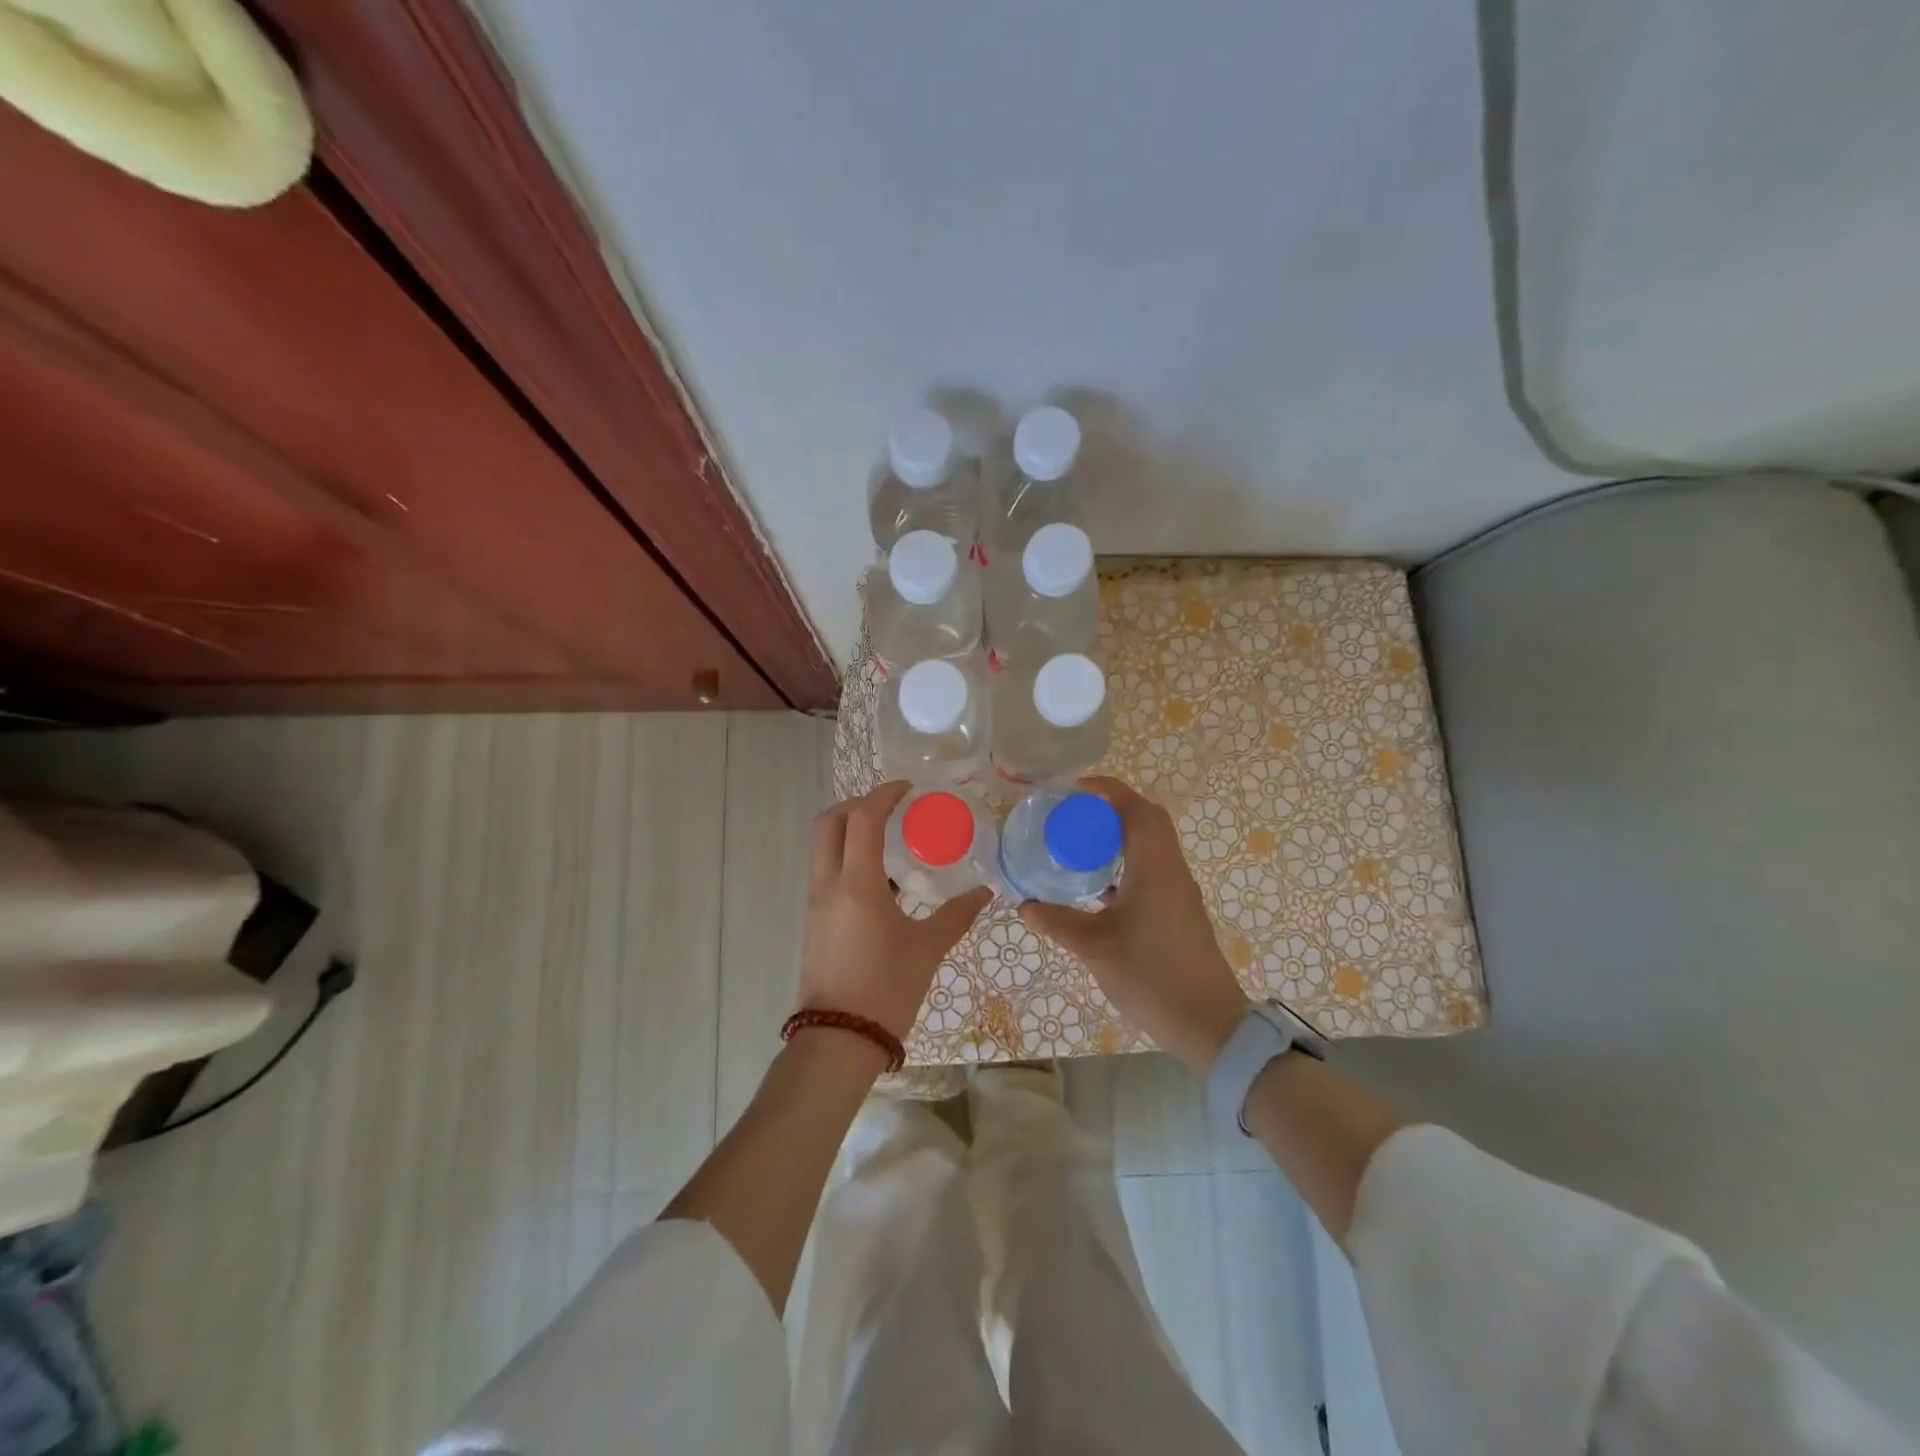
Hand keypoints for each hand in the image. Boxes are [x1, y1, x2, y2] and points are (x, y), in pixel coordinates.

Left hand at [798, 782, 993, 1041]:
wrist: (840, 1040)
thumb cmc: (886, 989)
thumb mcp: (928, 948)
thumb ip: (957, 915)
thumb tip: (985, 893)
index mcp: (856, 884)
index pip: (862, 818)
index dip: (884, 795)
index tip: (909, 790)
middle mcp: (828, 885)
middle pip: (829, 823)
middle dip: (858, 805)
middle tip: (892, 808)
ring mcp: (816, 903)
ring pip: (824, 848)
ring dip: (851, 832)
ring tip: (892, 840)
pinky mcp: (815, 921)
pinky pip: (827, 872)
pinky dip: (849, 859)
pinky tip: (883, 880)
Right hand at [1019, 777, 1248, 1073]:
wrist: (1208, 1024)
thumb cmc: (1151, 977)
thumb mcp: (1094, 948)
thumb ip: (1057, 922)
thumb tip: (1024, 905)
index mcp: (1154, 867)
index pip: (1135, 808)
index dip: (1105, 790)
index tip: (1071, 790)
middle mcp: (1171, 869)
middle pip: (1146, 820)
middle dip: (1109, 809)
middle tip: (1071, 817)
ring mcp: (1178, 890)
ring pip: (1151, 844)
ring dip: (1118, 836)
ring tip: (1078, 845)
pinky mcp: (1179, 910)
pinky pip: (1151, 868)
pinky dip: (1125, 863)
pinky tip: (1097, 886)